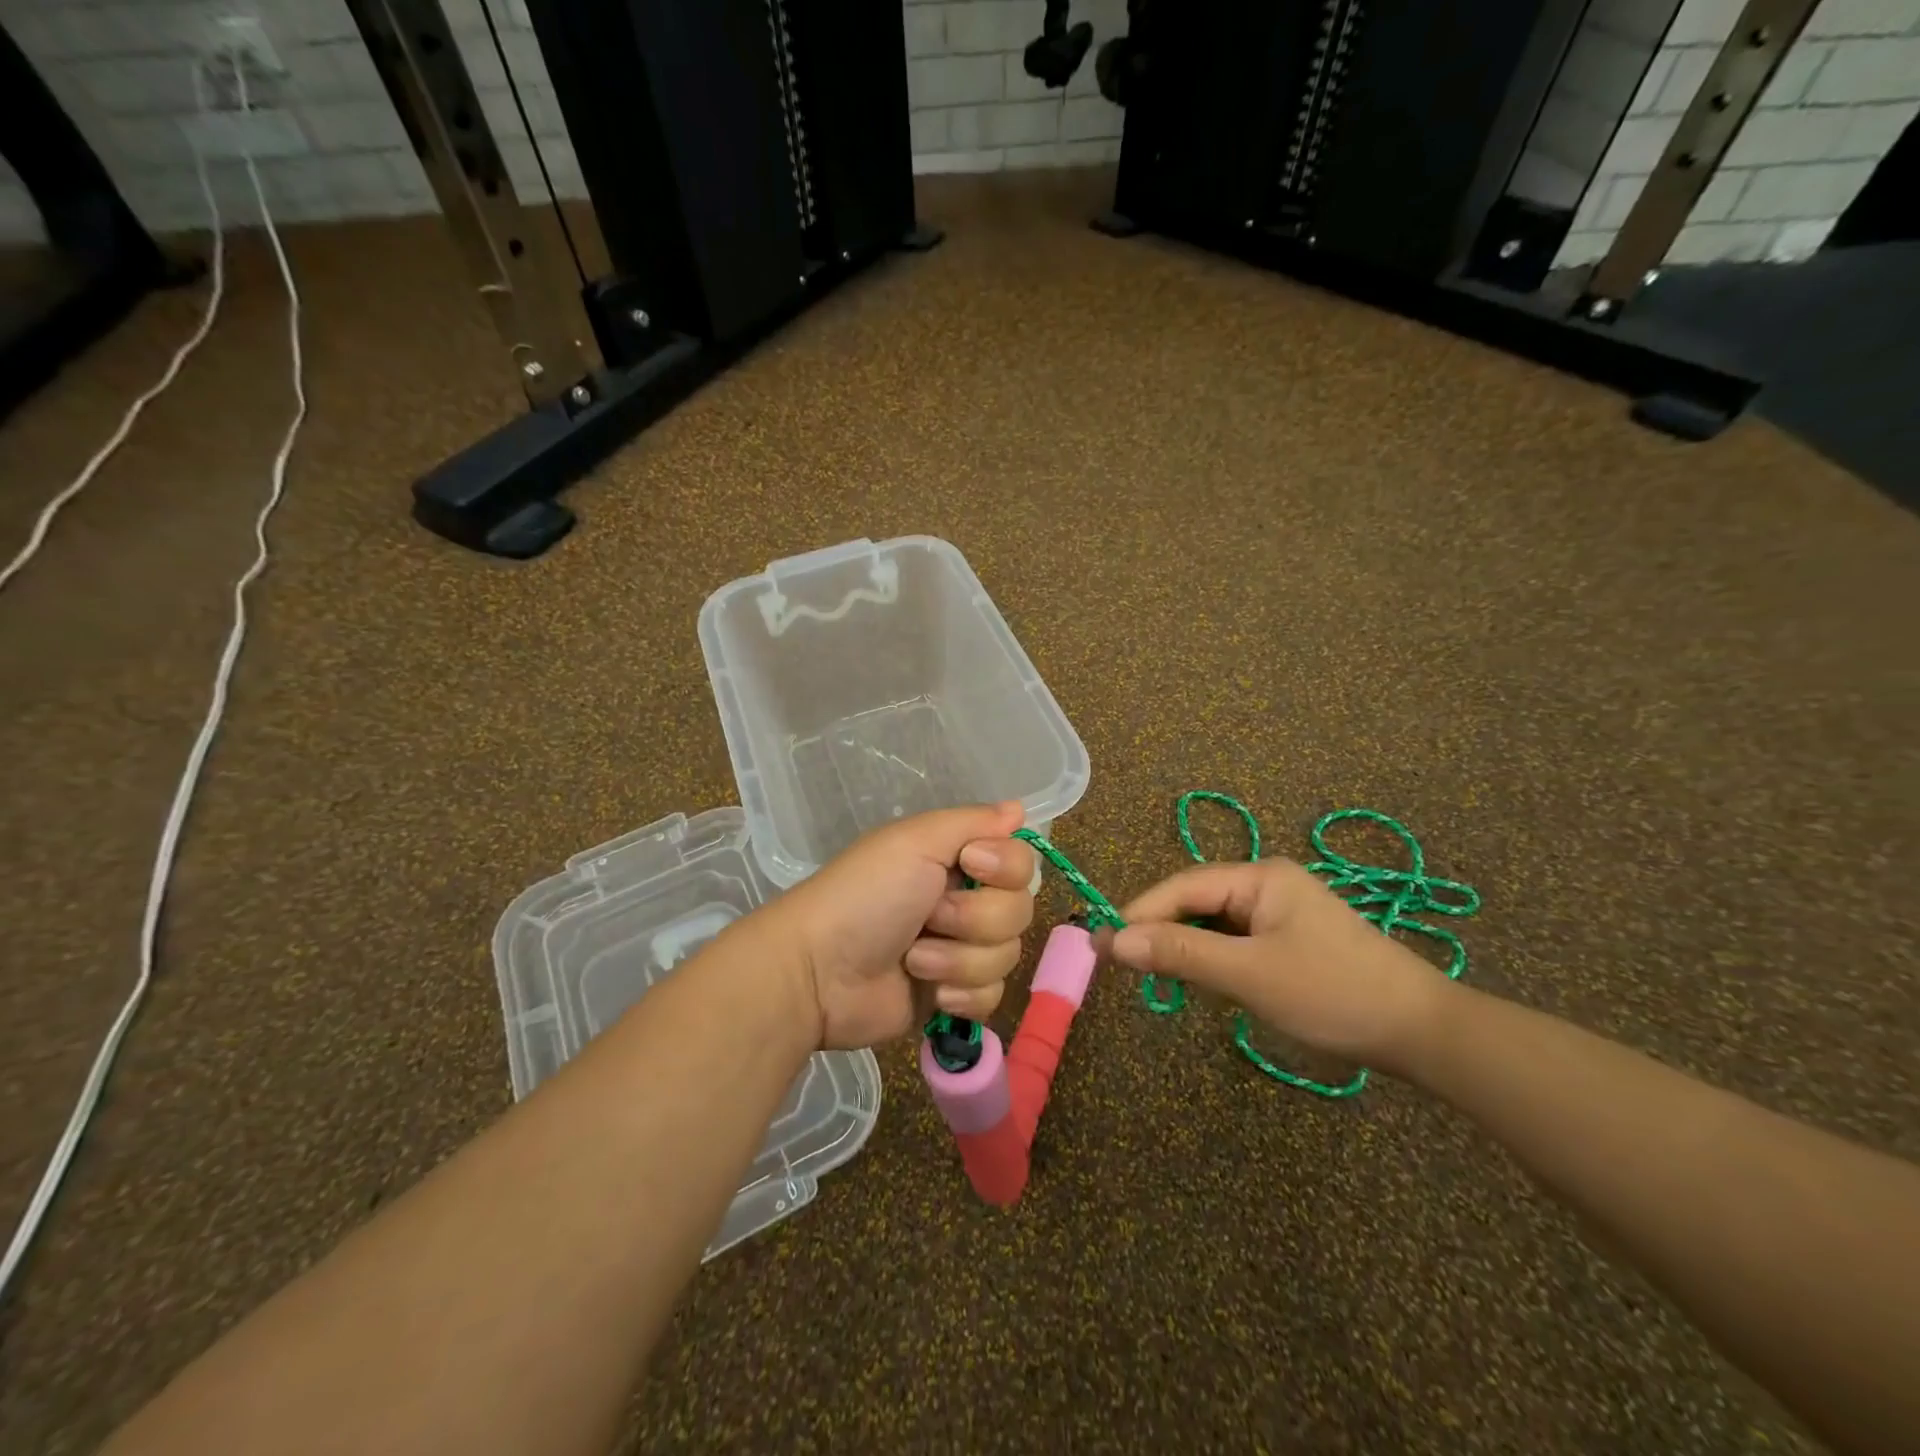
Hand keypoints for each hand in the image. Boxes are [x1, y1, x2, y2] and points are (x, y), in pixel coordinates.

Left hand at [764, 801, 1035, 1050]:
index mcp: (958, 860)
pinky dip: (960, 994)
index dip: (1005, 867)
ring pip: (1007, 956)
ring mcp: (962, 952)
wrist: (820, 972)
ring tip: (913, 959)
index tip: (971, 865)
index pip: (1021, 861)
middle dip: (974, 919)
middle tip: (929, 917)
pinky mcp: (954, 996)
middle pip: (1019, 910)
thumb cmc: (866, 896)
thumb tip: (1019, 808)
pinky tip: (928, 992)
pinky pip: (992, 996)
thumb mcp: (915, 841)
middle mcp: (966, 901)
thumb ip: (972, 821)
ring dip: (958, 959)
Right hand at [1099, 860, 1449, 1071]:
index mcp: (1260, 877)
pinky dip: (1213, 959)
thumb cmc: (1332, 994)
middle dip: (1161, 931)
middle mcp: (1267, 884)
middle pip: (1196, 902)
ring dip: (1186, 947)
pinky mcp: (1291, 941)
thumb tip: (1112, 941)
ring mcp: (1282, 913)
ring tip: (1157, 976)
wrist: (1423, 1033)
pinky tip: (1204, 981)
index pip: (1182, 887)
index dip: (1140, 914)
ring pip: (1214, 924)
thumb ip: (1180, 954)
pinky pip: (1235, 942)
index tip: (1103, 944)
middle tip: (1125, 966)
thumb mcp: (1249, 975)